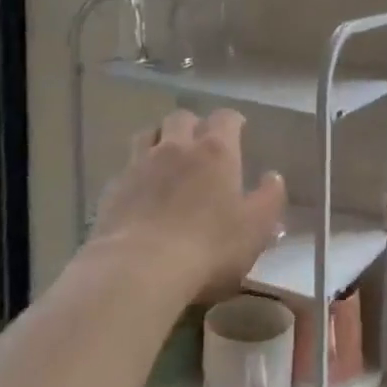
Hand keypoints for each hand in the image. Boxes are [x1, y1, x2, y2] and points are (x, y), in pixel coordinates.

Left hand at [92, 108, 285, 298]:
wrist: (139, 268)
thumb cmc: (209, 247)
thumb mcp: (256, 228)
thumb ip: (269, 198)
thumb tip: (273, 177)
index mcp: (215, 151)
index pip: (225, 118)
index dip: (232, 121)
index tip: (238, 129)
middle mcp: (176, 147)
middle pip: (181, 117)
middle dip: (193, 124)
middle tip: (201, 143)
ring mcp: (139, 164)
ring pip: (149, 134)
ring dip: (161, 139)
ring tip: (168, 158)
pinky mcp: (113, 188)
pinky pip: (127, 166)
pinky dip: (138, 170)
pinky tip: (142, 190)